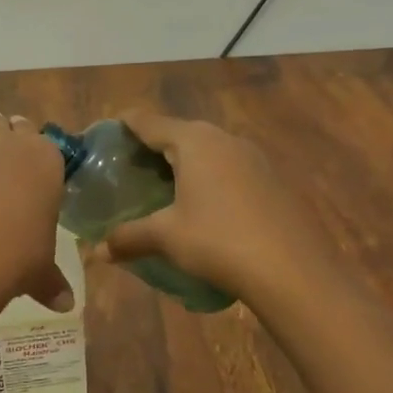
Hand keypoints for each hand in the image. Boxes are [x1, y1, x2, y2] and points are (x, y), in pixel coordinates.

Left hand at [0, 107, 70, 311]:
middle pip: (5, 125)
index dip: (31, 150)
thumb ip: (51, 281)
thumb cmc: (12, 259)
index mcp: (44, 159)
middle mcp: (6, 138)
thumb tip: (64, 305)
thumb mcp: (39, 271)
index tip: (25, 163)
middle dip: (1, 137)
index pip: (41, 140)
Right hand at [93, 111, 316, 302]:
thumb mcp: (166, 237)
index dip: (123, 126)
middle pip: (178, 132)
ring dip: (183, 164)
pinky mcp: (272, 179)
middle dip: (152, 148)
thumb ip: (128, 237)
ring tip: (163, 189)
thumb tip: (97, 252)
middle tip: (128, 171)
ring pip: (207, 150)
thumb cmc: (219, 241)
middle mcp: (223, 138)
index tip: (105, 137)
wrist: (295, 271)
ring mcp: (253, 157)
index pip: (148, 121)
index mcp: (193, 140)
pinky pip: (229, 168)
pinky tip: (204, 207)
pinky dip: (209, 178)